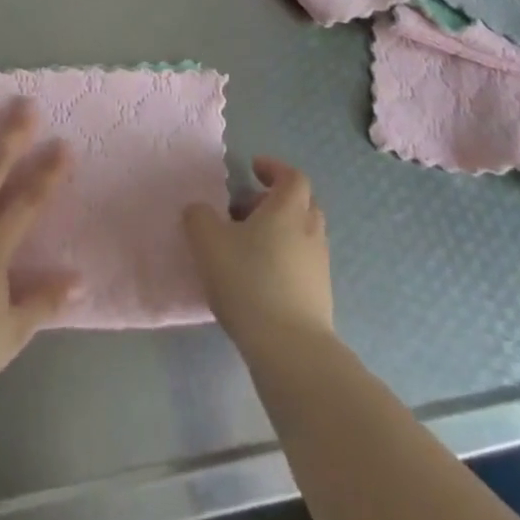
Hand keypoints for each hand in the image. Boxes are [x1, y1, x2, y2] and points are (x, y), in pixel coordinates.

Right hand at [183, 156, 334, 350]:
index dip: (274, 168)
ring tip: (246, 247)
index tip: (252, 169)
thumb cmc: (249, 282)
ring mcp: (319, 266)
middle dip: (274, 201)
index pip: (292, 176)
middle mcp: (310, 232)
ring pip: (302, 235)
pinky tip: (258, 279)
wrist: (290, 350)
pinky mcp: (320, 298)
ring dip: (279, 232)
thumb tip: (200, 210)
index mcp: (288, 210)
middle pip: (300, 204)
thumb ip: (199, 217)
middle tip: (245, 210)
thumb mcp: (208, 242)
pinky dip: (283, 260)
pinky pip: (302, 265)